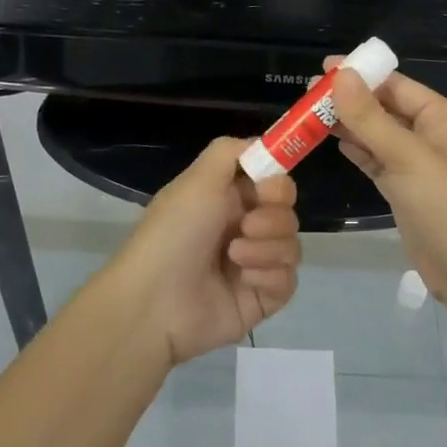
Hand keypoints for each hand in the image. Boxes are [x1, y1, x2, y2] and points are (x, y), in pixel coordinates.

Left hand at [102, 137, 300, 365]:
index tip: (267, 189)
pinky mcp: (262, 298)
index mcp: (227, 198)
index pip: (274, 182)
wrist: (155, 302)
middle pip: (288, 212)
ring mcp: (254, 265)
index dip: (278, 183)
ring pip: (291, 245)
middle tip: (246, 226)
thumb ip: (231, 151)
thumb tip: (263, 145)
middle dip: (272, 217)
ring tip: (234, 257)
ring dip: (267, 247)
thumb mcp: (198, 179)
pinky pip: (288, 279)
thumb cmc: (175, 232)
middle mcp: (243, 228)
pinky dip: (269, 275)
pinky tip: (243, 280)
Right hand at [328, 61, 446, 302]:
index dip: (362, 74)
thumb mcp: (407, 156)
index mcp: (441, 118)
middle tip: (308, 94)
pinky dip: (357, 150)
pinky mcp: (404, 189)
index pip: (397, 85)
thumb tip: (341, 75)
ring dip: (349, 125)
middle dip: (350, 100)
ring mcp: (417, 164)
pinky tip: (333, 142)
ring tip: (309, 115)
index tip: (323, 69)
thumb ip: (371, 117)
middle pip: (385, 108)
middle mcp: (430, 136)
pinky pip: (376, 160)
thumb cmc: (446, 204)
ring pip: (377, 135)